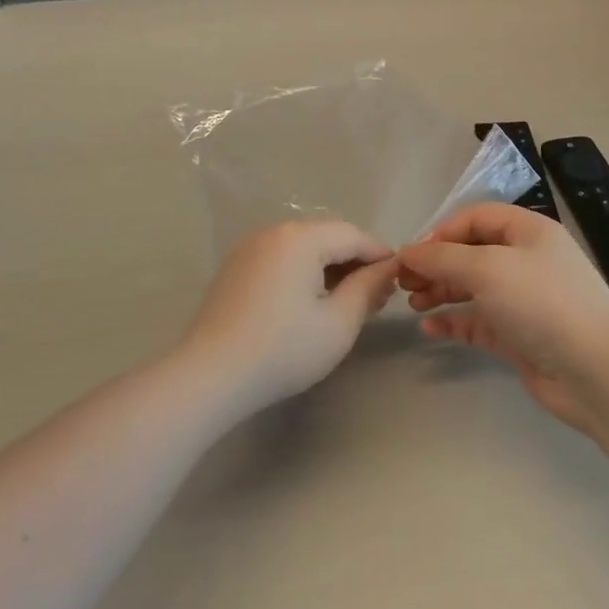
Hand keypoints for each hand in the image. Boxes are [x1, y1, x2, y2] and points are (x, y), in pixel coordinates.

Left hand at [179, 221, 398, 412]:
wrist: (208, 376)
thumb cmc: (282, 350)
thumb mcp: (339, 323)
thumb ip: (368, 288)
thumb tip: (387, 269)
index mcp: (301, 237)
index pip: (353, 235)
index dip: (380, 256)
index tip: (400, 281)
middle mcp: (274, 232)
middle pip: (327, 237)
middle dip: (355, 263)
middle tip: (376, 298)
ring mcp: (249, 248)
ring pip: (303, 248)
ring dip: (329, 269)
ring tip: (347, 303)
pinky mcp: (235, 268)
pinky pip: (280, 260)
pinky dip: (302, 274)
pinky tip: (310, 304)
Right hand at [397, 204, 608, 428]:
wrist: (597, 371)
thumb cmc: (542, 303)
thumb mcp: (488, 268)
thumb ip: (443, 257)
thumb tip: (407, 251)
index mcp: (527, 231)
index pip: (475, 218)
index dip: (441, 232)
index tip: (412, 255)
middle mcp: (526, 261)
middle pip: (471, 253)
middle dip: (436, 264)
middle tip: (403, 283)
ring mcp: (524, 300)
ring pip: (473, 288)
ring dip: (441, 291)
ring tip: (412, 304)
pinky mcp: (520, 336)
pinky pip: (479, 322)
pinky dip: (455, 322)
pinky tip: (430, 328)